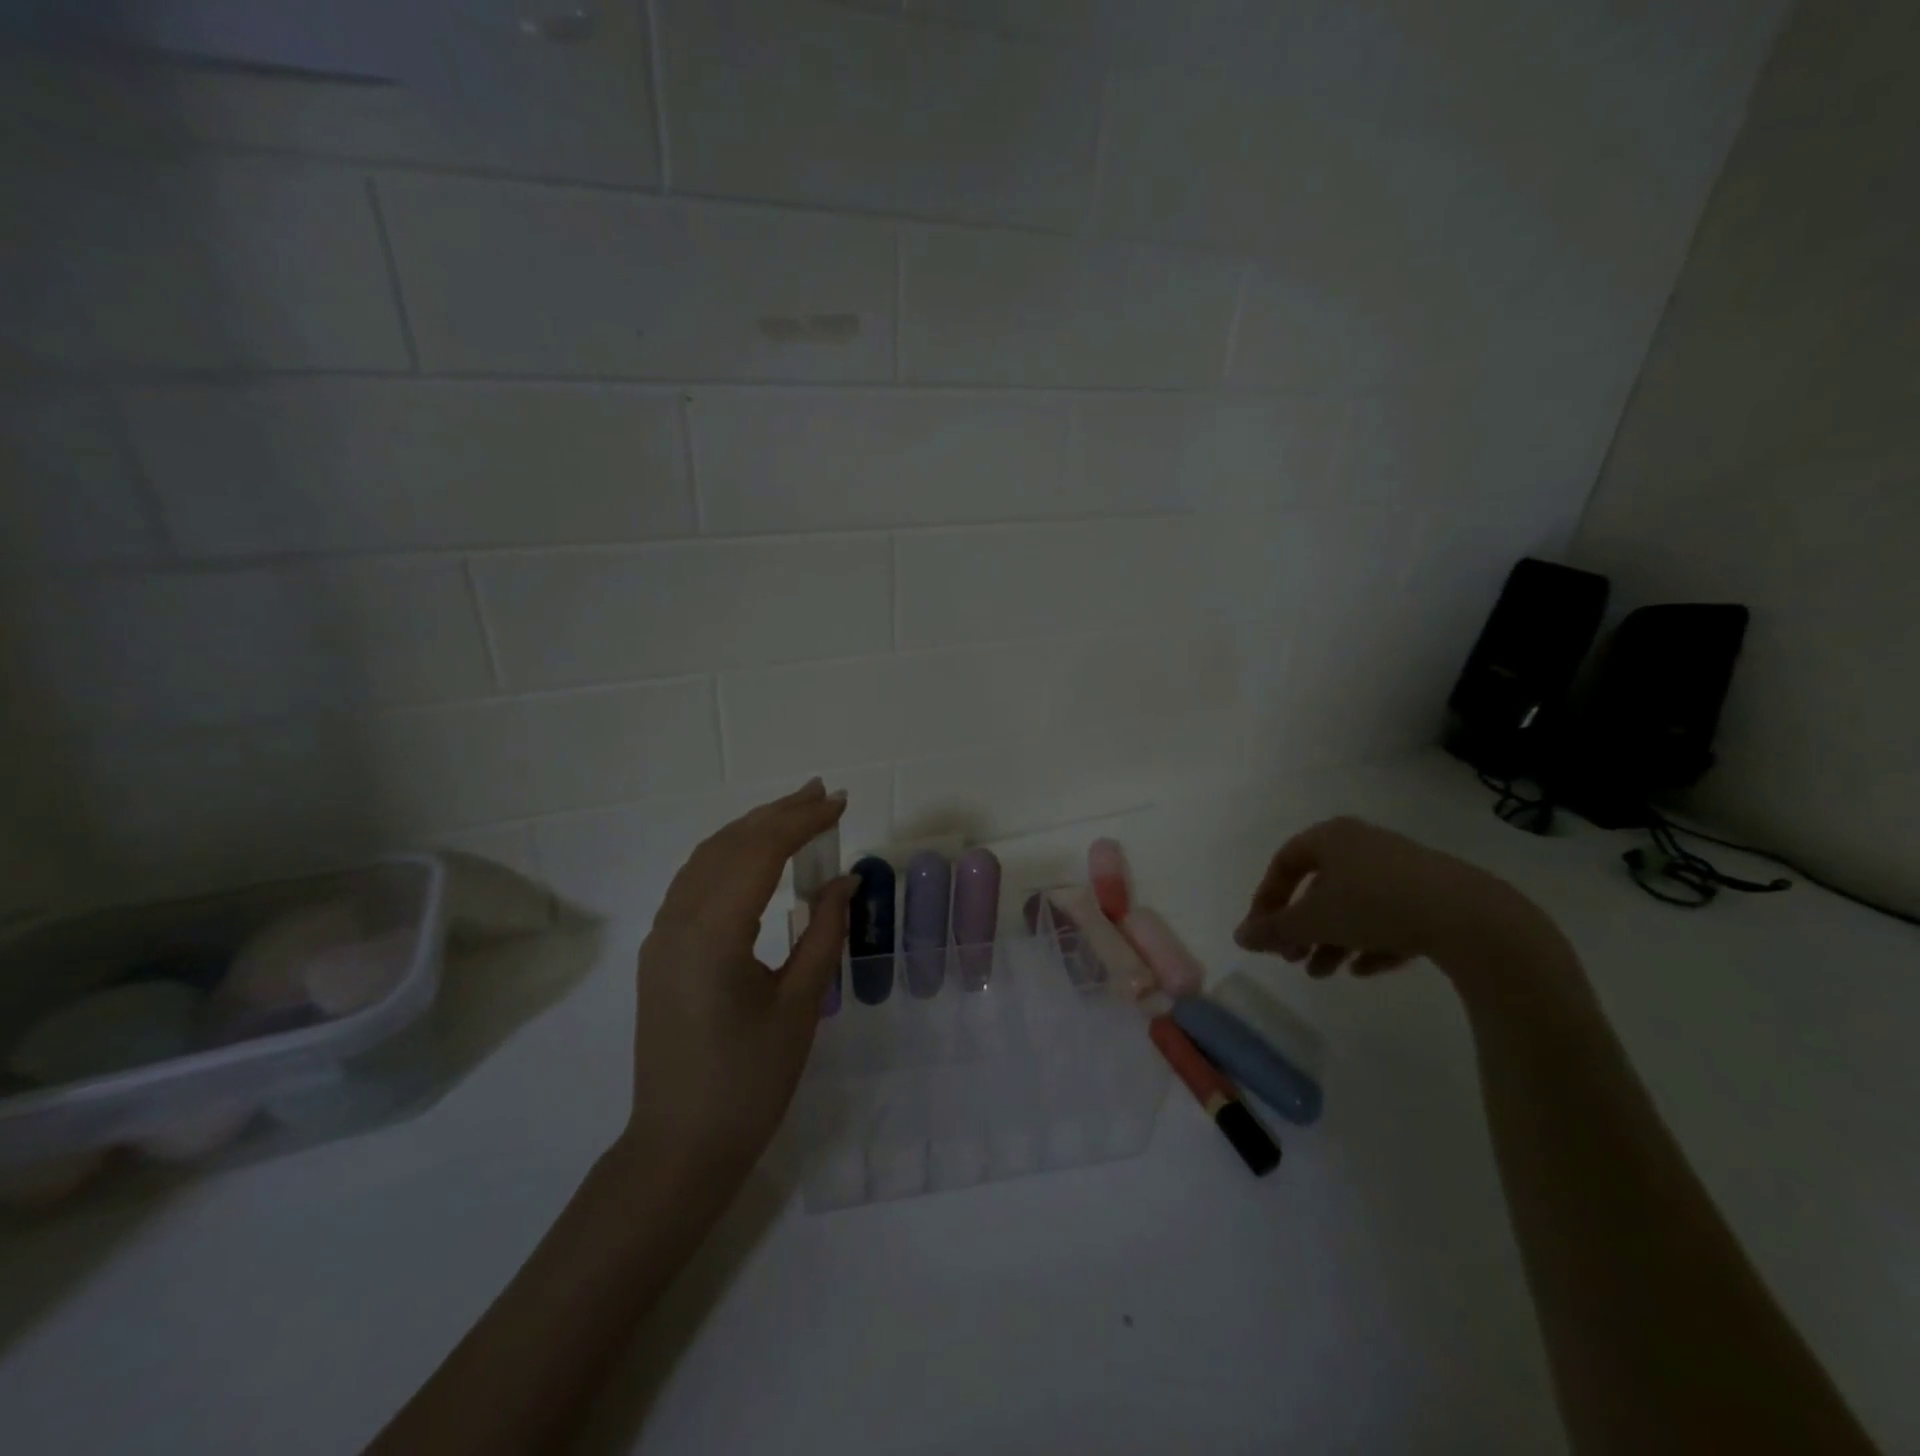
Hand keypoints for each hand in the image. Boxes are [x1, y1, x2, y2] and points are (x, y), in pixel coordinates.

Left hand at [619, 779, 856, 1187]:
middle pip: (729, 845)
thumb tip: (843, 880)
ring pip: (706, 859)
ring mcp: (662, 935)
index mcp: (713, 934)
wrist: (680, 1146)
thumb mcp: (800, 1006)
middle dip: (777, 814)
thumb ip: (823, 933)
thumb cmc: (750, 1082)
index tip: (839, 803)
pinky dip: (728, 855)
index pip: (759, 852)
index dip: (802, 821)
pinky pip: (693, 883)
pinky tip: (754, 857)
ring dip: (751, 829)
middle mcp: (678, 921)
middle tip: (821, 793)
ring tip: (793, 813)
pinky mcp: (660, 951)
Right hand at [1233, 816, 1558, 982]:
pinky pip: (1390, 917)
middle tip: (1292, 958)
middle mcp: (1363, 844)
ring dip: (1333, 940)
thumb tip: (1239, 937)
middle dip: (1302, 927)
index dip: (1267, 899)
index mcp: (1331, 837)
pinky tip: (1365, 970)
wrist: (1470, 917)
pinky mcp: (1433, 895)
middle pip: (1319, 887)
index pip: (1284, 863)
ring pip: (1354, 905)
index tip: (1263, 933)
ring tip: (1325, 973)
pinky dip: (1371, 942)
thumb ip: (1273, 929)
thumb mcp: (1313, 920)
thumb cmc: (1374, 905)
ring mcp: (1401, 869)